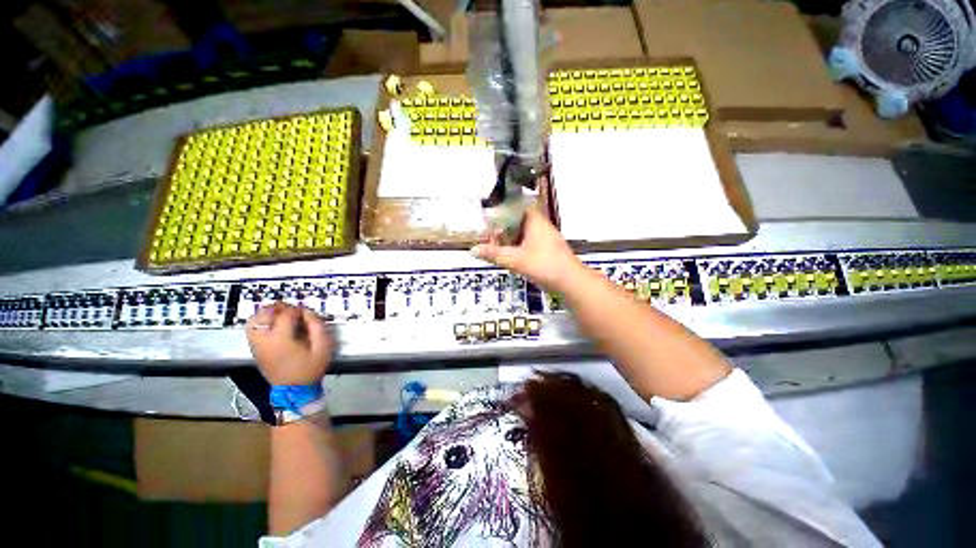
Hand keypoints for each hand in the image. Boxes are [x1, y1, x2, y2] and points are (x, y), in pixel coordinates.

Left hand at [246, 303, 332, 385]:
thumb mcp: (322, 350)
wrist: (295, 393)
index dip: (298, 310)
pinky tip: (268, 325)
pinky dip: (258, 322)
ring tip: (278, 317)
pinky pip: (251, 328)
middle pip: (269, 311)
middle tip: (292, 314)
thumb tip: (308, 312)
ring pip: (257, 317)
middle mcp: (265, 338)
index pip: (287, 313)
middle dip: (282, 308)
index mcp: (281, 337)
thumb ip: (317, 327)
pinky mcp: (254, 348)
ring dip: (268, 313)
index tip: (305, 315)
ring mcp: (257, 343)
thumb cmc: (309, 372)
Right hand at [471, 207, 584, 291]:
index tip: (488, 219)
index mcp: (534, 221)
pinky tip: (511, 258)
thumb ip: (494, 254)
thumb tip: (472, 249)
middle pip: (518, 220)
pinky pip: (530, 243)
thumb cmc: (545, 266)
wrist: (572, 282)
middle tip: (489, 238)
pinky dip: (519, 248)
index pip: (516, 206)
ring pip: (524, 233)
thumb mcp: (516, 260)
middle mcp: (541, 226)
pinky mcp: (549, 251)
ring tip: (496, 249)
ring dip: (510, 240)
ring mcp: (546, 239)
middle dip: (503, 228)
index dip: (501, 210)